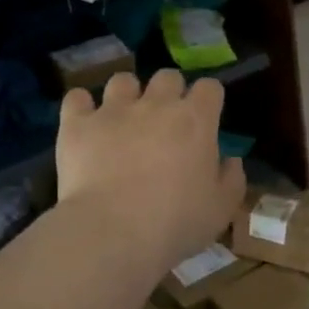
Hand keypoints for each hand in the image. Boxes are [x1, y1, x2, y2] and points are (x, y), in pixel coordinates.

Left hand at [57, 70, 243, 268]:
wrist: (114, 232)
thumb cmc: (176, 222)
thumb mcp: (221, 209)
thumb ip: (231, 180)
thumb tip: (230, 160)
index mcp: (196, 121)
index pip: (210, 88)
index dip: (208, 100)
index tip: (205, 118)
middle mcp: (156, 104)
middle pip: (168, 76)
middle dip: (169, 93)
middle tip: (165, 122)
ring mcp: (113, 110)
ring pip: (123, 80)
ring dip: (127, 95)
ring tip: (124, 119)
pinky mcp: (77, 124)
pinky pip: (76, 98)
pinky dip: (82, 107)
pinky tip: (85, 123)